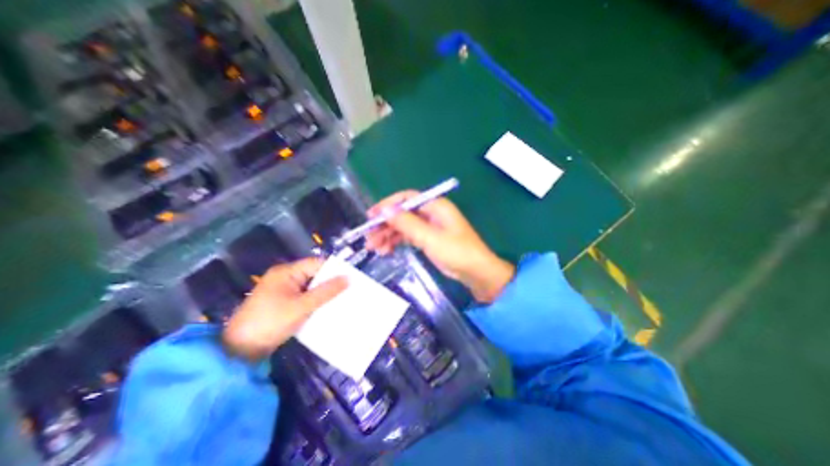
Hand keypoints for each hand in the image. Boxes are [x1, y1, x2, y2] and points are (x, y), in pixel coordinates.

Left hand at [220, 258, 347, 359]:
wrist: (239, 351)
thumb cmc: (270, 322)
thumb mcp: (302, 306)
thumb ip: (326, 291)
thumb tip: (349, 278)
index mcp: (286, 272)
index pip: (317, 264)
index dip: (334, 270)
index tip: (352, 278)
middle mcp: (285, 277)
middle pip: (314, 275)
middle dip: (331, 283)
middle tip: (350, 290)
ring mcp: (283, 291)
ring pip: (310, 287)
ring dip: (324, 294)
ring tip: (343, 299)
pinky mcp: (283, 303)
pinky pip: (304, 297)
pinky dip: (315, 302)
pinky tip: (327, 308)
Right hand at [364, 191, 512, 302]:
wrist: (476, 272)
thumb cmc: (457, 252)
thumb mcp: (430, 238)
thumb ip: (407, 224)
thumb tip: (385, 210)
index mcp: (435, 206)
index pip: (406, 199)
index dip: (388, 205)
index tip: (371, 216)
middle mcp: (431, 213)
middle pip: (402, 214)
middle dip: (385, 225)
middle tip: (369, 238)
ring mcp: (429, 227)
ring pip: (403, 227)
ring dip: (388, 235)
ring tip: (374, 248)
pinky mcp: (428, 239)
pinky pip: (408, 237)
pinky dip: (397, 242)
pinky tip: (386, 251)